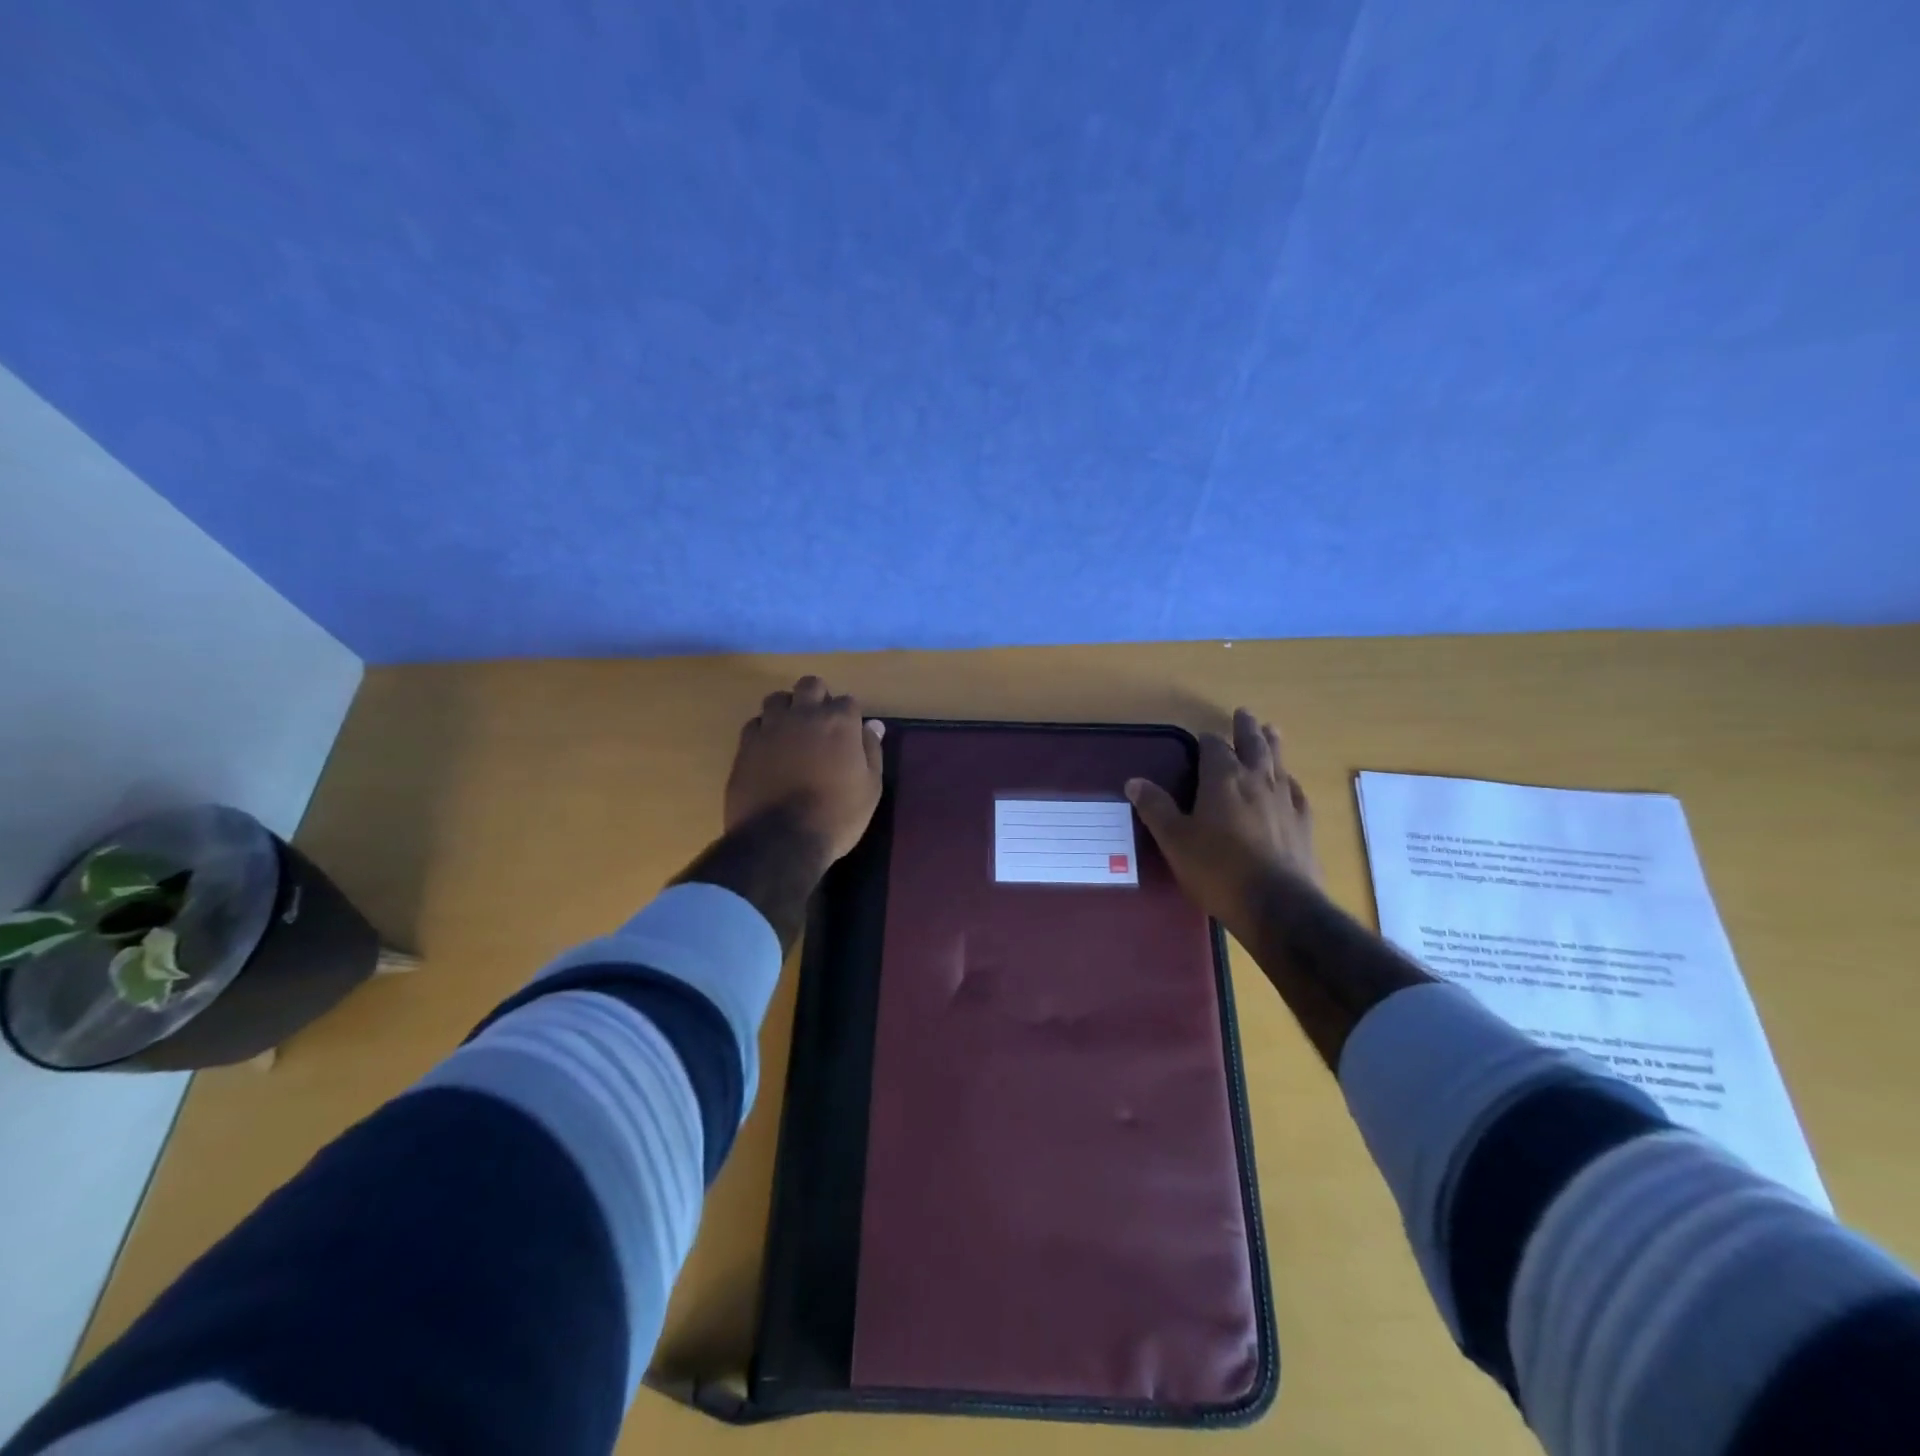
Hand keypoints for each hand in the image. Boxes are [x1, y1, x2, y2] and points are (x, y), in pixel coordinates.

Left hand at [725, 676, 883, 864]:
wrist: (780, 840)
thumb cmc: (836, 816)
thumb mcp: (870, 788)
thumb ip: (871, 750)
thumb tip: (874, 725)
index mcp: (838, 722)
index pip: (848, 701)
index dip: (850, 716)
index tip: (850, 734)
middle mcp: (804, 715)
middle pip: (810, 685)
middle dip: (817, 697)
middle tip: (820, 724)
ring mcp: (771, 728)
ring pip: (777, 698)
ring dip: (788, 708)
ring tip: (792, 731)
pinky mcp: (746, 745)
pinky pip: (755, 723)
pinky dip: (764, 730)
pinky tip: (770, 749)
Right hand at [1126, 709, 1321, 933]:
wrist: (1278, 905)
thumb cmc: (1217, 869)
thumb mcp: (1175, 840)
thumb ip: (1156, 808)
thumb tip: (1134, 781)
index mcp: (1223, 779)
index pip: (1214, 746)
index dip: (1207, 740)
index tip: (1201, 737)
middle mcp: (1256, 781)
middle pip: (1253, 745)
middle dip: (1245, 728)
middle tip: (1244, 713)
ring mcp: (1285, 801)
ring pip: (1279, 762)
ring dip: (1273, 744)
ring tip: (1272, 730)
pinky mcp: (1304, 824)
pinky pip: (1296, 791)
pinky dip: (1289, 781)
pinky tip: (1289, 784)